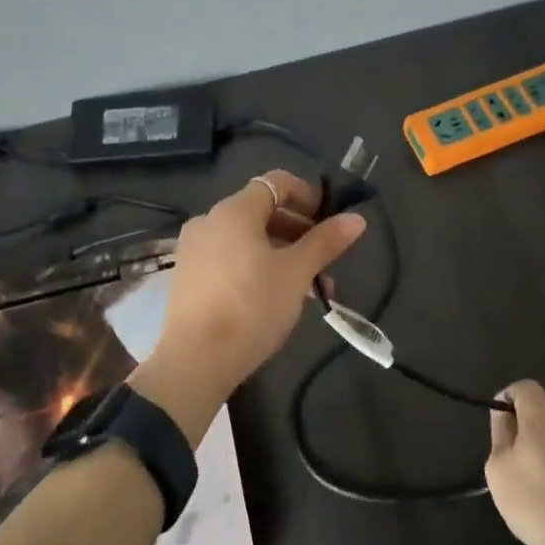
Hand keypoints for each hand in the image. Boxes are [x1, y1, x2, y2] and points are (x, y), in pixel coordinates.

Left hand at [150, 169, 366, 398]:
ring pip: (247, 239)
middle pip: (262, 212)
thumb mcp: (296, 274)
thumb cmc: (251, 307)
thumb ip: (325, 242)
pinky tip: (275, 298)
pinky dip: (256, 267)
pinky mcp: (188, 277)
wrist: (195, 361)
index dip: (308, 195)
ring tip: (309, 289)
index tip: (329, 221)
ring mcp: (194, 250)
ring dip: (282, 254)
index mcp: (234, 211)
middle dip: (299, 232)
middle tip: (324, 261)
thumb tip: (356, 219)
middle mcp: (209, 221)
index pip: (276, 183)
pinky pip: (229, 258)